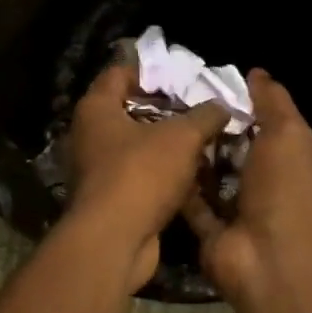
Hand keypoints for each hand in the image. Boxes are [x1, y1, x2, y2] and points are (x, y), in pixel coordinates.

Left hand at [65, 62, 226, 286]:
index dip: (151, 72)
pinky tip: (194, 176)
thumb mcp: (181, 137)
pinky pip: (139, 175)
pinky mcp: (109, 197)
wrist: (114, 240)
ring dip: (168, 145)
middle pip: (130, 110)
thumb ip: (204, 116)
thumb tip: (221, 105)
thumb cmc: (140, 174)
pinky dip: (163, 173)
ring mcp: (96, 167)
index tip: (183, 79)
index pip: (119, 74)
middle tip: (201, 111)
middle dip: (166, 111)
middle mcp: (89, 134)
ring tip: (205, 141)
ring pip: (137, 146)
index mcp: (96, 108)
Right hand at [183, 70, 311, 299]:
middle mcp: (273, 191)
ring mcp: (242, 213)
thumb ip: (273, 102)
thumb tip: (257, 72)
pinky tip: (158, 155)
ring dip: (195, 156)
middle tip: (182, 101)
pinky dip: (180, 183)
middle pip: (241, 153)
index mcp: (300, 169)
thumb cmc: (286, 190)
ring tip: (165, 122)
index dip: (252, 109)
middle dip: (218, 132)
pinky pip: (193, 200)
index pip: (277, 131)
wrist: (266, 258)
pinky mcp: (212, 231)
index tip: (219, 87)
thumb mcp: (289, 134)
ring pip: (214, 177)